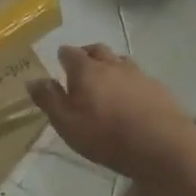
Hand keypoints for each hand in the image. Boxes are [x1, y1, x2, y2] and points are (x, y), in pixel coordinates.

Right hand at [28, 44, 195, 180]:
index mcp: (86, 70)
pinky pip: (139, 76)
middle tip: (81, 68)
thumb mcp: (67, 124)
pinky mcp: (158, 87)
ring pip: (120, 60)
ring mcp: (138, 74)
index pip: (69, 53)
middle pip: (97, 49)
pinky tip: (131, 97)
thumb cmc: (106, 137)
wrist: (162, 146)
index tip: (60, 64)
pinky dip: (130, 81)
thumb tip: (33, 80)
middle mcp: (112, 65)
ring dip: (110, 65)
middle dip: (87, 54)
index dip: (63, 56)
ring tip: (106, 81)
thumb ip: (49, 100)